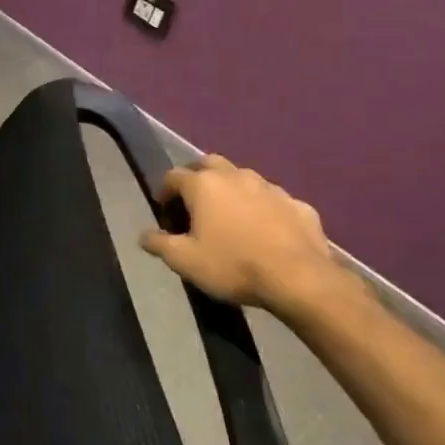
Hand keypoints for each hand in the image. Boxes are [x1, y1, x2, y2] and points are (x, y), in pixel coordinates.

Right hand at [139, 155, 344, 314]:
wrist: (300, 280)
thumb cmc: (233, 265)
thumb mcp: (184, 261)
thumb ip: (159, 244)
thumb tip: (144, 235)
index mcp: (204, 185)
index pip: (173, 176)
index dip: (164, 193)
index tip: (165, 214)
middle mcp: (236, 176)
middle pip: (209, 164)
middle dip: (198, 178)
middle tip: (195, 204)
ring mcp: (271, 188)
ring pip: (244, 179)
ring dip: (232, 191)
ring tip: (230, 218)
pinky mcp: (300, 205)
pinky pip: (274, 201)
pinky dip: (264, 209)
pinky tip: (265, 232)